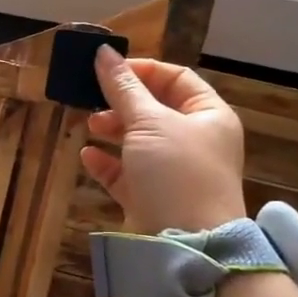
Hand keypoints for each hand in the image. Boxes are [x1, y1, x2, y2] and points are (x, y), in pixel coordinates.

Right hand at [80, 46, 247, 233]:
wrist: (188, 244)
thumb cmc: (177, 173)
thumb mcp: (149, 122)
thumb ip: (123, 88)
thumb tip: (104, 52)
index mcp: (209, 116)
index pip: (176, 78)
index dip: (143, 70)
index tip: (108, 70)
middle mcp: (194, 141)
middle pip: (154, 109)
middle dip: (122, 102)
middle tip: (92, 99)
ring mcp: (173, 172)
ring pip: (138, 140)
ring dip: (112, 129)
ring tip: (90, 125)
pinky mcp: (152, 197)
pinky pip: (126, 172)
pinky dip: (107, 162)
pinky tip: (88, 156)